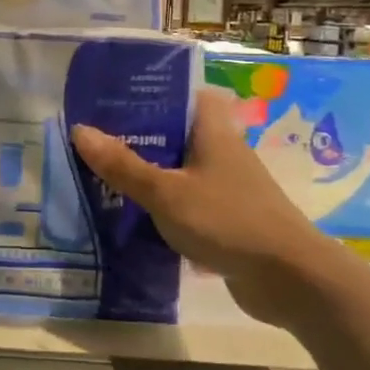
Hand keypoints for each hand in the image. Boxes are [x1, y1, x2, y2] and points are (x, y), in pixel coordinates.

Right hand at [71, 88, 335, 326]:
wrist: (289, 279)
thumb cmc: (227, 220)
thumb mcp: (166, 192)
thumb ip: (123, 165)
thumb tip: (80, 130)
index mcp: (213, 131)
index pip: (187, 93)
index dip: (156, 90)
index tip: (117, 96)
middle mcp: (222, 152)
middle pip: (177, 132)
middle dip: (140, 135)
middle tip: (97, 138)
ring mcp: (226, 186)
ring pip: (179, 169)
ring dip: (148, 172)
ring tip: (104, 173)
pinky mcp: (226, 218)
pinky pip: (186, 201)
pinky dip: (162, 204)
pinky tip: (132, 214)